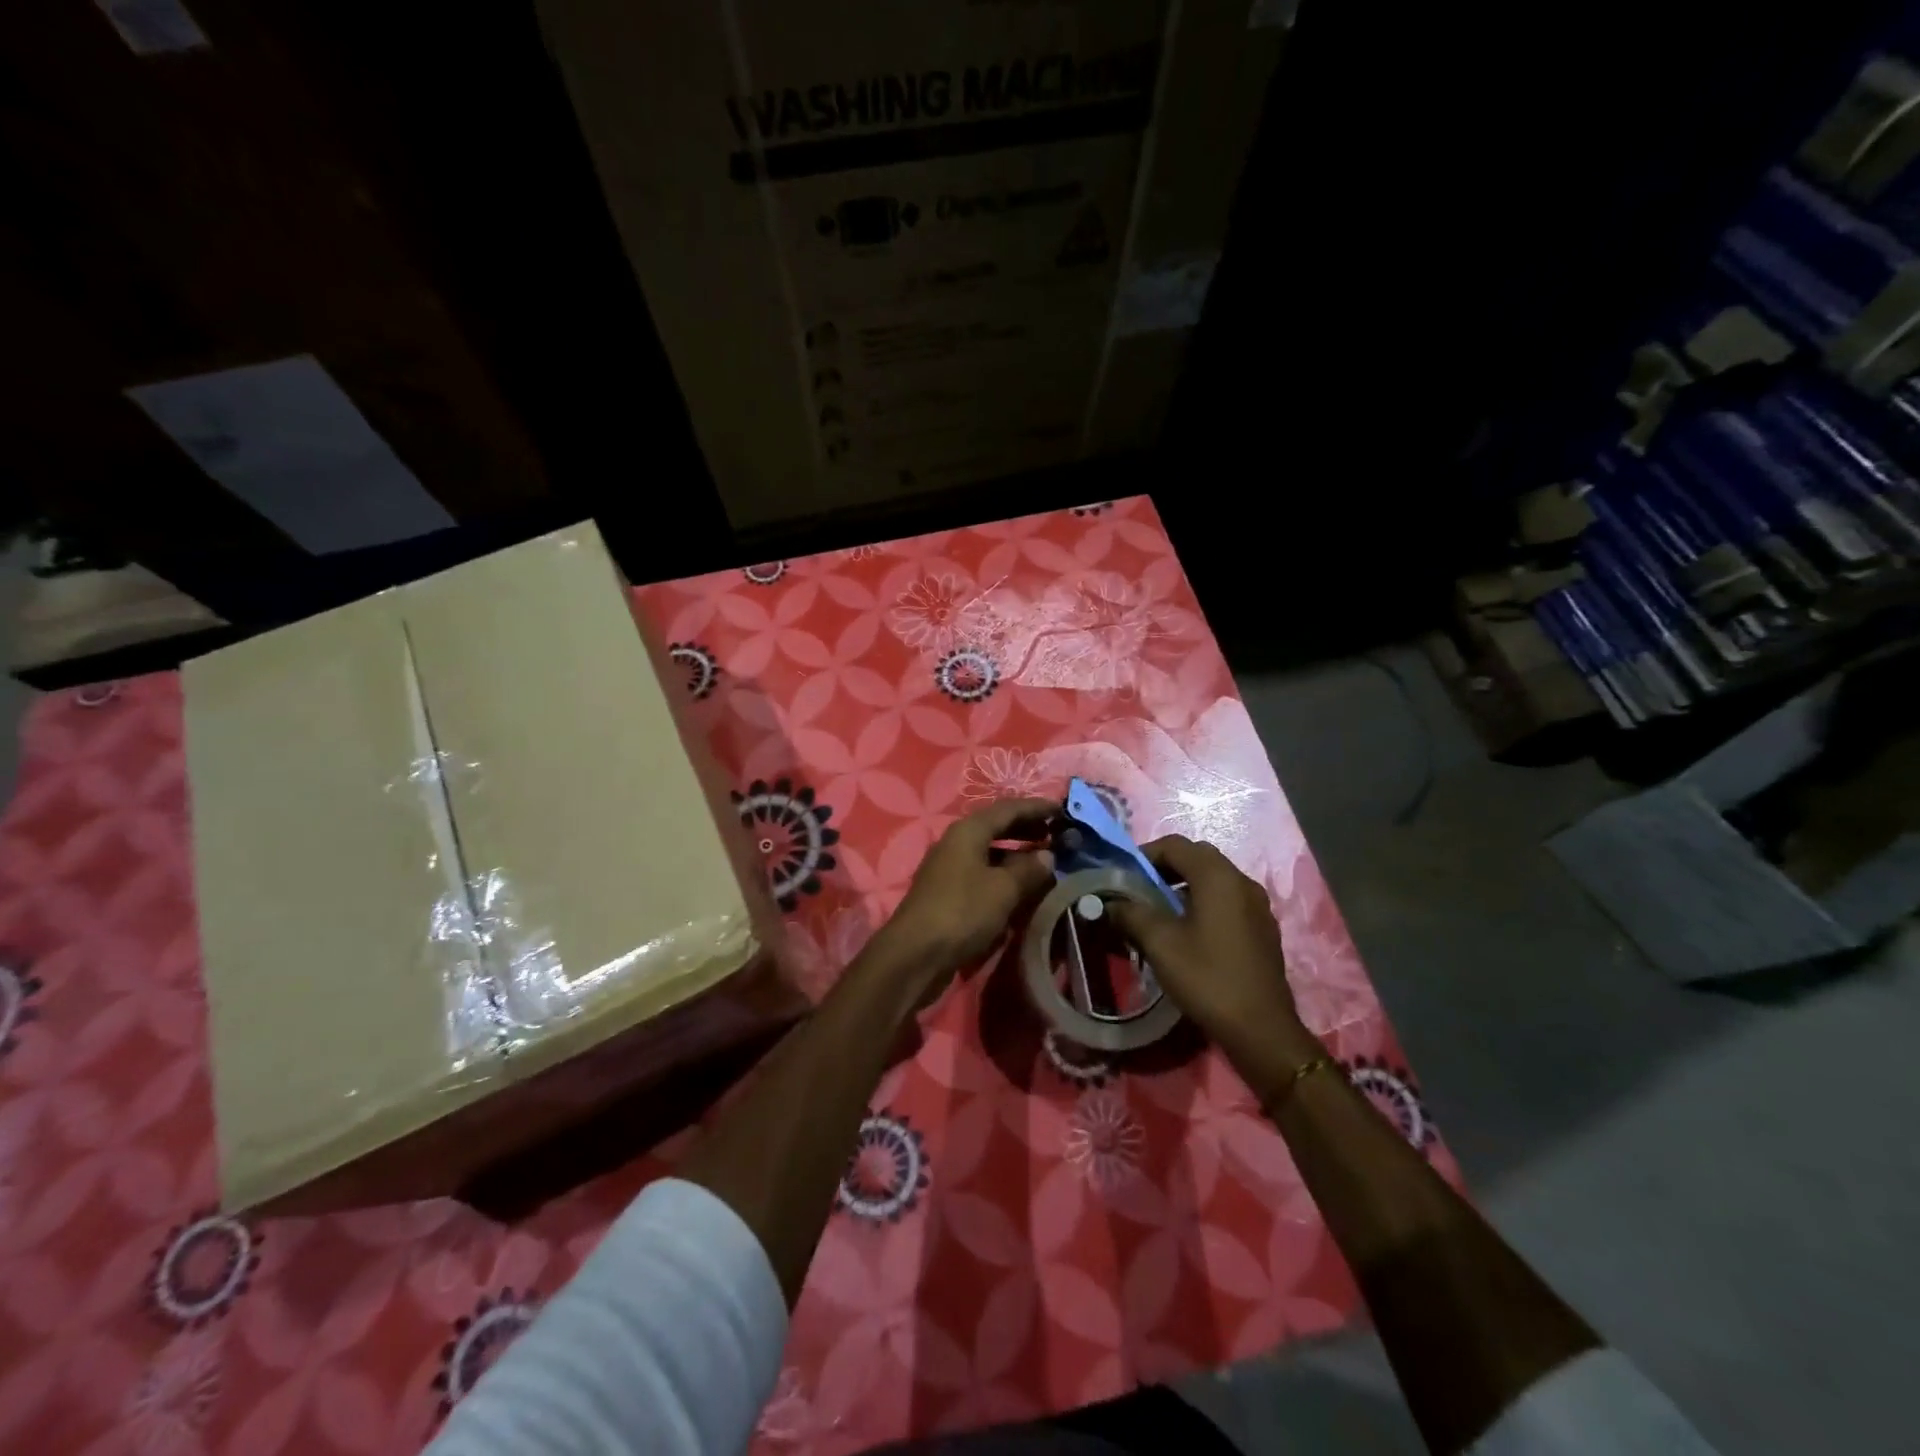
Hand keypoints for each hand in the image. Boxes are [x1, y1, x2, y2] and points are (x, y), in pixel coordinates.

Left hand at [871, 798, 1056, 996]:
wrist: (916, 954)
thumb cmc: (962, 912)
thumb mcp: (1003, 889)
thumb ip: (1029, 869)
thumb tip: (1047, 856)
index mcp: (968, 830)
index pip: (1008, 808)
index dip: (1036, 808)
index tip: (1062, 810)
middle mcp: (956, 841)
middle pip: (996, 826)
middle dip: (1027, 828)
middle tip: (1056, 835)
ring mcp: (949, 866)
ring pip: (989, 850)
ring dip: (1016, 852)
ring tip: (1044, 861)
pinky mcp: (948, 891)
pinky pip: (982, 871)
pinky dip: (1003, 872)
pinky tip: (1020, 886)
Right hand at [1106, 835, 1314, 1075]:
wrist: (1261, 1029)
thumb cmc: (1207, 978)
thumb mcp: (1160, 944)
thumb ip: (1131, 914)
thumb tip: (1109, 903)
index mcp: (1218, 877)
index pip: (1176, 845)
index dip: (1145, 854)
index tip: (1123, 875)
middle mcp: (1242, 882)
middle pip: (1197, 857)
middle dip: (1165, 867)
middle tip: (1139, 889)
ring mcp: (1257, 905)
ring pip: (1214, 879)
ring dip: (1185, 885)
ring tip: (1159, 911)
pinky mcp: (1262, 928)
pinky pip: (1228, 900)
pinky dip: (1204, 902)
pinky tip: (1189, 931)